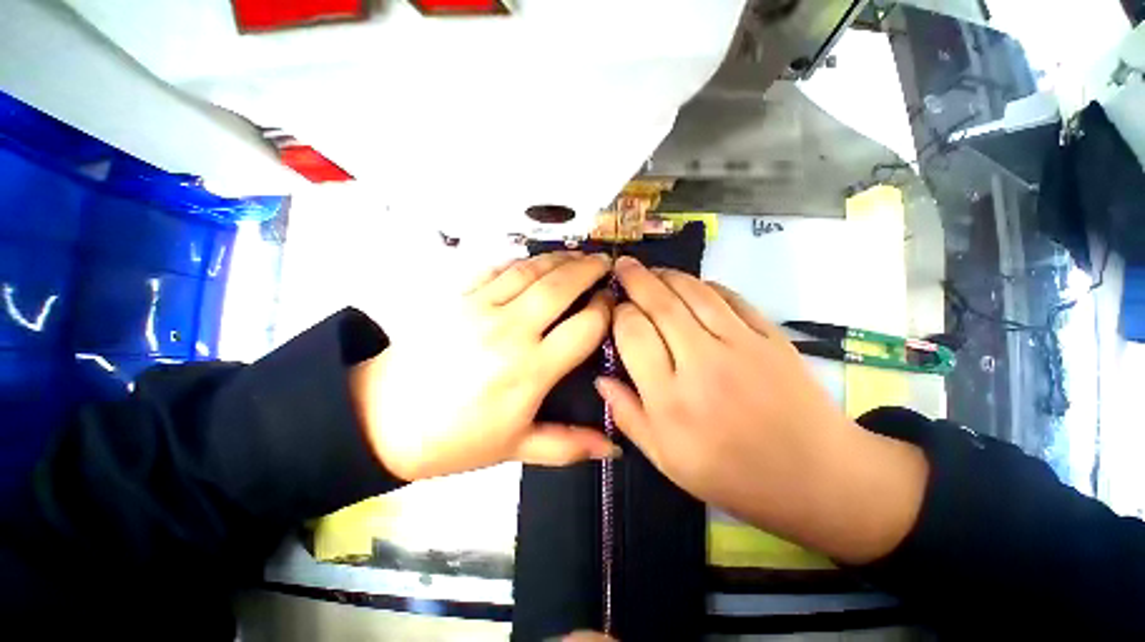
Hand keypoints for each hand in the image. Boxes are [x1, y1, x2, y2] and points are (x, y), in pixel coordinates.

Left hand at [351, 252, 619, 481]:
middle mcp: (510, 331)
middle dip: (589, 270)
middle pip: (561, 286)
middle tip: (605, 264)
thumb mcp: (516, 449)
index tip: (613, 302)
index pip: (584, 327)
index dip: (605, 309)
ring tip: (578, 257)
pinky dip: (522, 261)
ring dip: (560, 259)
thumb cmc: (457, 439)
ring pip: (530, 270)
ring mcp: (480, 308)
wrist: (384, 420)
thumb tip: (613, 447)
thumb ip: (568, 445)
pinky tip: (535, 263)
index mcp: (530, 370)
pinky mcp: (456, 297)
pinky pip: (497, 269)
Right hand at [596, 257, 927, 562]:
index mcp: (670, 398)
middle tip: (623, 264)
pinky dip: (707, 285)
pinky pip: (731, 298)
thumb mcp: (666, 460)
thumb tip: (601, 379)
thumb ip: (628, 416)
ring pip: (695, 292)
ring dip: (668, 275)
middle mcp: (702, 363)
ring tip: (652, 269)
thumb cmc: (733, 476)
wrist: (817, 477)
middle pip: (661, 304)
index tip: (615, 308)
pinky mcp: (771, 336)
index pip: (633, 333)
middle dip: (636, 279)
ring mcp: (741, 344)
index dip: (619, 313)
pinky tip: (694, 285)